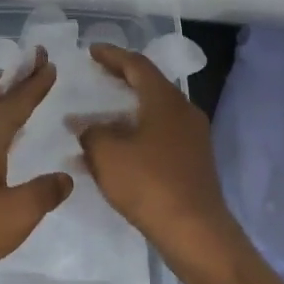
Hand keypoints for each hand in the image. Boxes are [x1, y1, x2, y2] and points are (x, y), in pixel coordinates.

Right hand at [72, 43, 252, 283]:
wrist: (195, 232)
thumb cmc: (149, 183)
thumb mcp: (107, 153)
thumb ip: (91, 132)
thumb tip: (87, 127)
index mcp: (165, 100)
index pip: (137, 65)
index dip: (112, 56)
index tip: (92, 50)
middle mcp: (184, 112)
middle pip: (149, 87)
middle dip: (121, 80)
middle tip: (97, 75)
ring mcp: (192, 139)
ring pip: (153, 114)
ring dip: (124, 113)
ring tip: (96, 117)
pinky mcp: (192, 163)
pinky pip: (158, 137)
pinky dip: (134, 135)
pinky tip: (113, 152)